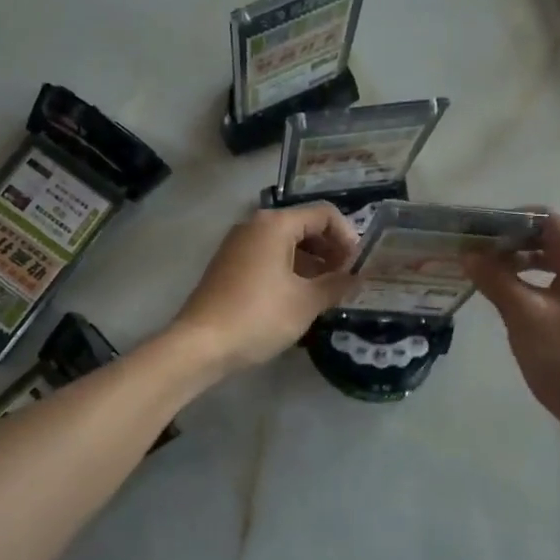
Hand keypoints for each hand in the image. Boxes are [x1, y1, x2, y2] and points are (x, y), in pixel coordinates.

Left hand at [172, 204, 359, 373]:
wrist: (201, 344)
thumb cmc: (259, 316)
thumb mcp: (306, 302)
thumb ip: (337, 284)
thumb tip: (357, 277)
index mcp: (275, 224)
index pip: (324, 214)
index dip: (348, 237)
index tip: (358, 266)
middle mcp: (255, 225)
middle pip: (304, 225)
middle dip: (330, 249)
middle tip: (346, 279)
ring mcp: (238, 244)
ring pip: (286, 243)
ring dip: (312, 262)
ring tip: (327, 291)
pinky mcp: (229, 264)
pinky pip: (268, 256)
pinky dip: (290, 269)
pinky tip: (300, 297)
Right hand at [465, 210, 559, 443]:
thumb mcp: (525, 316)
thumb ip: (495, 279)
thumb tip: (469, 253)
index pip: (548, 218)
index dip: (511, 218)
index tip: (476, 231)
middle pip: (549, 239)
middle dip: (510, 241)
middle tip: (473, 252)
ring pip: (552, 264)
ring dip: (518, 264)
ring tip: (482, 274)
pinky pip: (556, 286)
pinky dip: (530, 284)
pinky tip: (505, 300)